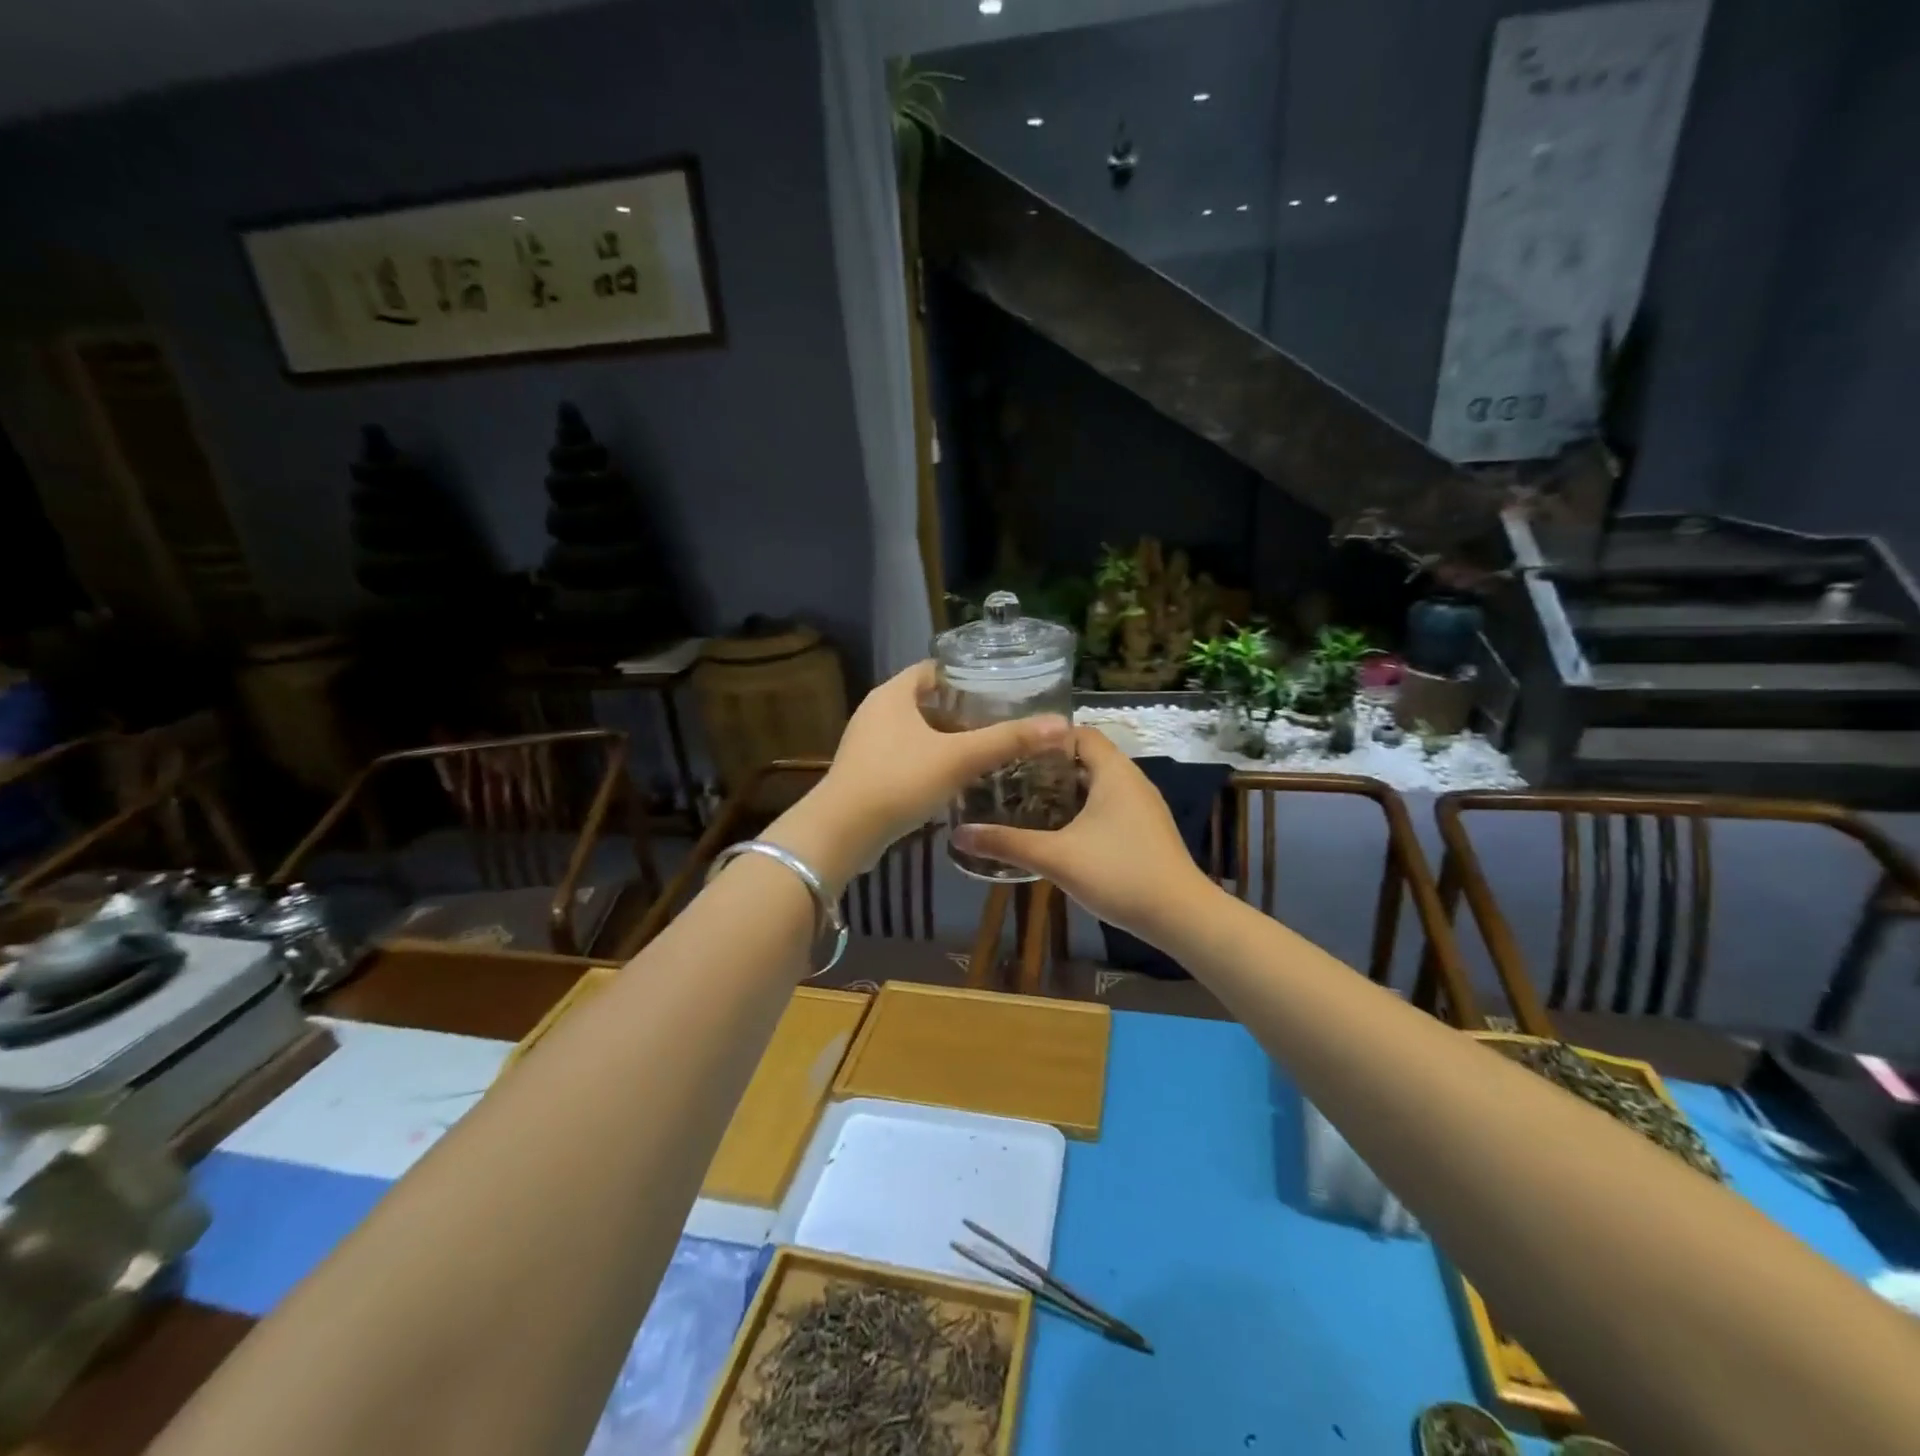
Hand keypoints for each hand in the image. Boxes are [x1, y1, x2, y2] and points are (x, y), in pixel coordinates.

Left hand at [778, 661, 1069, 883]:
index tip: (999, 688)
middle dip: (961, 711)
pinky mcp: (865, 772)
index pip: (934, 669)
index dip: (966, 675)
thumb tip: (1060, 725)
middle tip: (998, 721)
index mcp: (893, 694)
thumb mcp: (959, 758)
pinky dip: (929, 761)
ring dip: (945, 738)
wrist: (842, 832)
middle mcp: (876, 711)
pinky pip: (904, 756)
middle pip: (925, 700)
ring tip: (982, 749)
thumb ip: (1007, 741)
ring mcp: (867, 743)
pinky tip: (952, 779)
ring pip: (915, 731)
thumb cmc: (899, 781)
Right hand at [952, 726, 1213, 939]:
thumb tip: (958, 835)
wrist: (1180, 916)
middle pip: (1087, 758)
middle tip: (1009, 777)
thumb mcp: (1056, 857)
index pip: (1078, 733)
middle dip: (1049, 766)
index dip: (1045, 737)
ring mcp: (1143, 806)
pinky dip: (1084, 809)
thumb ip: (1006, 843)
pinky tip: (1060, 831)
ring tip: (1026, 800)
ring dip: (1066, 790)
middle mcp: (1132, 780)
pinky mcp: (1146, 830)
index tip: (1011, 749)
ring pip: (1099, 784)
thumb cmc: (1119, 873)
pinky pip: (1110, 805)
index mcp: (1114, 772)